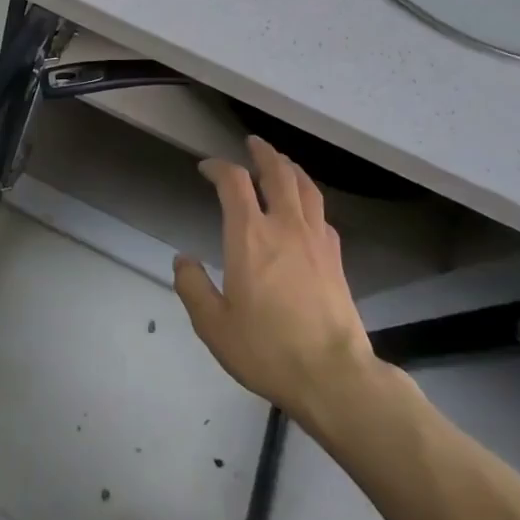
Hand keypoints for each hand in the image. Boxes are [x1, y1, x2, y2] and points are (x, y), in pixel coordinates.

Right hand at [174, 137, 383, 428]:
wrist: (334, 376)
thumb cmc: (267, 349)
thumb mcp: (214, 325)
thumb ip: (192, 287)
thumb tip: (182, 259)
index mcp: (249, 235)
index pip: (234, 182)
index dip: (218, 167)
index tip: (207, 167)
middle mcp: (285, 226)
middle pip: (277, 172)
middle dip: (262, 153)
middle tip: (252, 143)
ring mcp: (316, 240)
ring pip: (306, 188)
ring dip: (290, 168)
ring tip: (282, 163)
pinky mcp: (336, 259)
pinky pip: (322, 215)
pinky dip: (310, 201)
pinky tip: (307, 211)